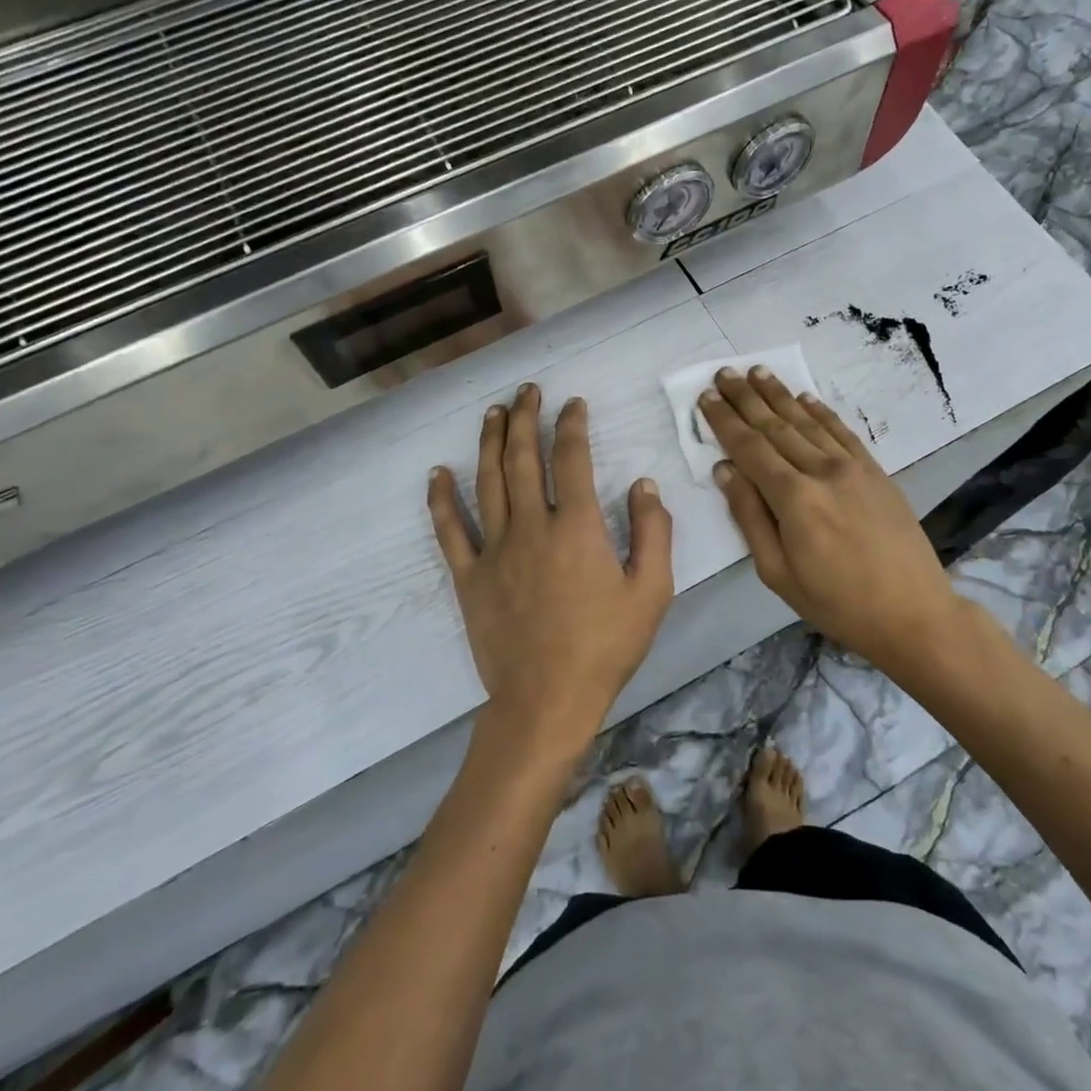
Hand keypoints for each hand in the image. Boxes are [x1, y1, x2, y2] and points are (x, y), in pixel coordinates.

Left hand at [428, 384, 673, 761]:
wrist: (546, 700)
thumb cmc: (605, 647)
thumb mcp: (651, 592)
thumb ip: (653, 533)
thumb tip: (644, 485)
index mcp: (577, 527)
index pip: (572, 458)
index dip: (572, 424)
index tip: (573, 403)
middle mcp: (531, 526)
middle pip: (524, 458)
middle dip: (526, 418)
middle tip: (527, 390)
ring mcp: (495, 549)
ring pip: (488, 481)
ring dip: (490, 442)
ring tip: (492, 412)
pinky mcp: (469, 576)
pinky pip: (450, 529)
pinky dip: (441, 498)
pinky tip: (437, 472)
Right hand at [697, 366, 962, 678]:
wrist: (913, 613)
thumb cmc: (836, 602)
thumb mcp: (777, 572)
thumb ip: (749, 516)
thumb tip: (725, 470)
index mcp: (793, 499)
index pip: (749, 447)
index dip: (725, 420)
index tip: (706, 396)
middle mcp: (822, 471)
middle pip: (775, 426)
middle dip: (746, 398)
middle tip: (725, 372)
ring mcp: (853, 468)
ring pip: (807, 421)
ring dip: (779, 395)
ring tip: (758, 372)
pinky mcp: (875, 472)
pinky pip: (842, 432)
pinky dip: (821, 411)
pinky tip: (805, 397)